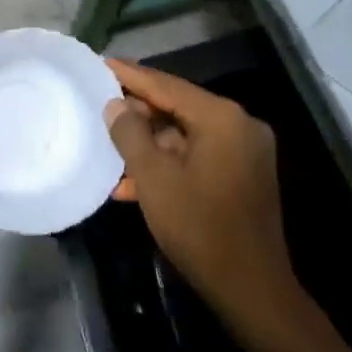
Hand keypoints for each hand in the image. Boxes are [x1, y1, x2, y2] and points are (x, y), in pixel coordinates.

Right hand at [102, 59, 304, 332]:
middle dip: (137, 113)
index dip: (131, 75)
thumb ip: (130, 134)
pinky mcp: (243, 176)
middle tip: (100, 106)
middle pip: (177, 108)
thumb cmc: (199, 227)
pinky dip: (168, 164)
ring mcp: (245, 152)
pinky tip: (133, 183)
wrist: (251, 288)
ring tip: (109, 150)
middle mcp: (239, 126)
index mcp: (221, 118)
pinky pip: (197, 156)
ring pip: (185, 135)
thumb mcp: (153, 178)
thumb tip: (116, 105)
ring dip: (148, 145)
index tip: (101, 63)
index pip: (167, 85)